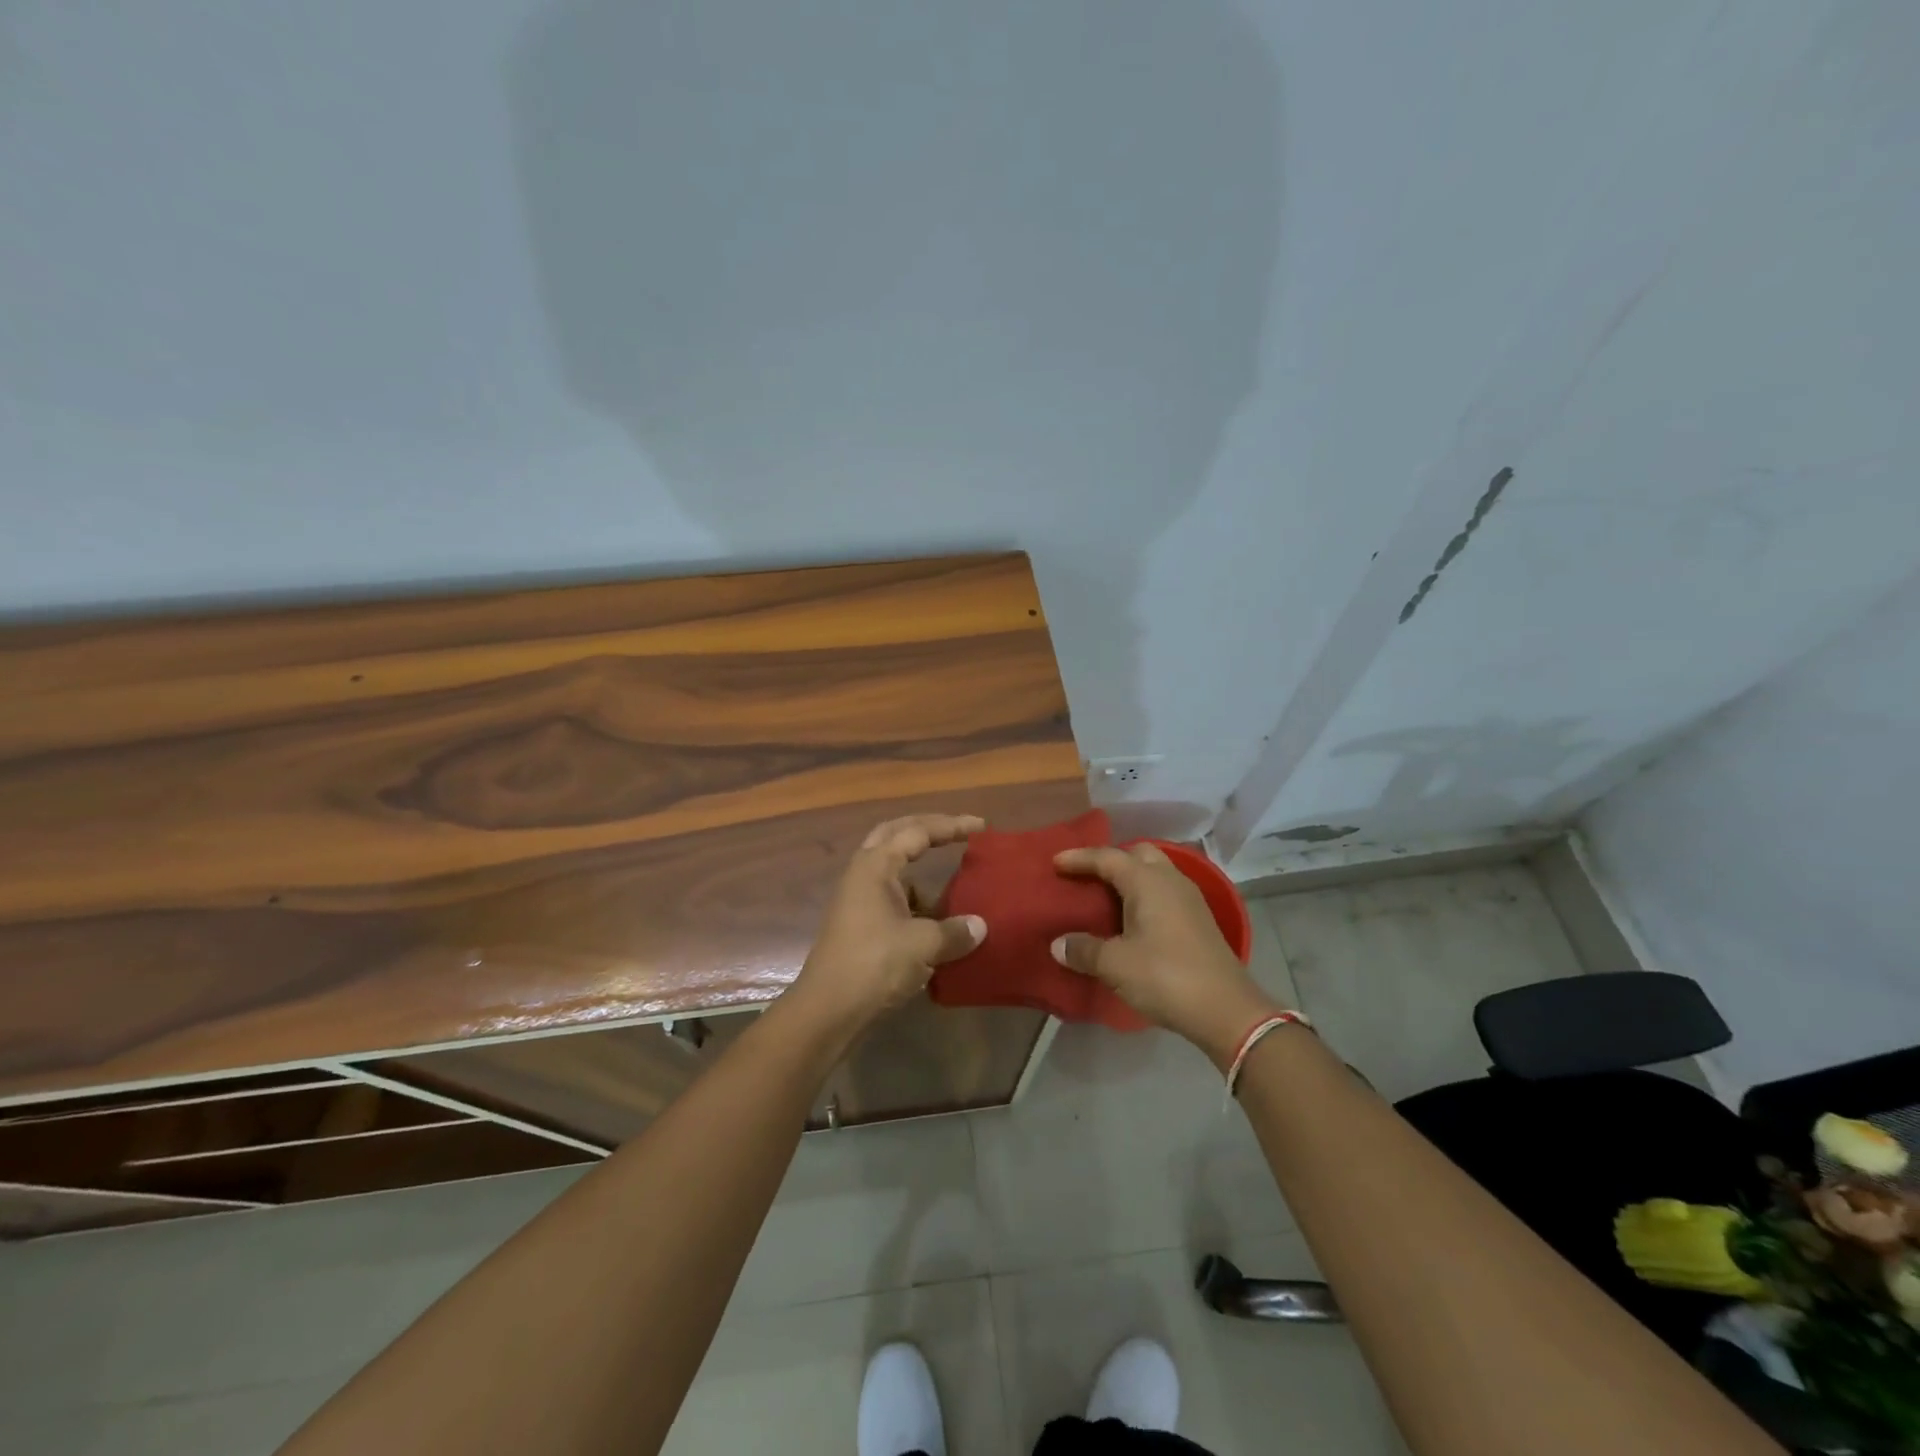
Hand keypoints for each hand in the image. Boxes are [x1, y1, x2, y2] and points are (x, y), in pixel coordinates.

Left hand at [782, 814, 987, 1039]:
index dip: (950, 825)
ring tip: (955, 890)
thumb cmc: (874, 964)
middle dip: (928, 830)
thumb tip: (980, 926)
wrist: (829, 1010)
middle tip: (958, 832)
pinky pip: (894, 900)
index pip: (916, 831)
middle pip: (896, 836)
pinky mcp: (859, 925)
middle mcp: (863, 874)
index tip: (980, 826)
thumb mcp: (923, 945)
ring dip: (922, 876)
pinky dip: (916, 904)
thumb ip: (955, 931)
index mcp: (875, 866)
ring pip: (894, 872)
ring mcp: (858, 899)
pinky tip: (937, 925)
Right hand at [1051, 843, 1284, 1066]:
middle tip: (1086, 876)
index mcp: (1148, 881)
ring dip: (1130, 876)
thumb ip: (1084, 950)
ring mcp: (1190, 899)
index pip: (1107, 857)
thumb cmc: (1166, 977)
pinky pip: (1165, 891)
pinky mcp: (1199, 919)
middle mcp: (1170, 880)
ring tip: (1106, 894)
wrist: (1227, 1010)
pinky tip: (1133, 917)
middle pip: (1138, 854)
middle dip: (1110, 859)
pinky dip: (1145, 894)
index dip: (1079, 858)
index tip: (1055, 862)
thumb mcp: (1116, 965)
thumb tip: (1058, 944)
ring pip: (1155, 871)